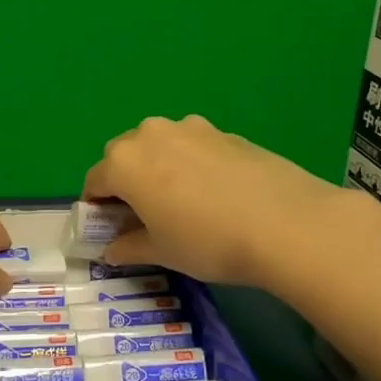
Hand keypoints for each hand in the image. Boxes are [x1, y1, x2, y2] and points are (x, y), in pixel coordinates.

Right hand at [82, 115, 359, 288]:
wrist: (285, 222)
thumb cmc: (207, 241)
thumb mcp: (161, 252)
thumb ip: (128, 247)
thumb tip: (111, 250)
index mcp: (124, 162)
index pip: (94, 182)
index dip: (97, 208)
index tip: (109, 229)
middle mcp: (150, 134)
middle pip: (124, 157)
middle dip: (126, 183)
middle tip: (145, 216)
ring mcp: (189, 128)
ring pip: (159, 146)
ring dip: (158, 168)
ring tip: (183, 202)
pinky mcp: (223, 131)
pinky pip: (192, 146)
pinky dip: (191, 164)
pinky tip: (215, 194)